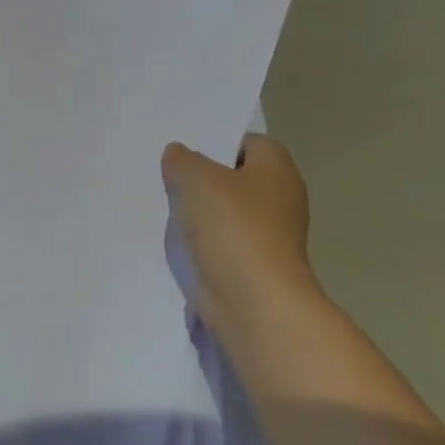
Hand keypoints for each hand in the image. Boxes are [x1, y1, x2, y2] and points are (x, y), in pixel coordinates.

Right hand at [162, 135, 319, 339]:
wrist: (253, 303)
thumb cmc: (233, 227)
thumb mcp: (196, 177)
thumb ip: (182, 160)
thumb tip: (179, 155)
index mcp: (277, 171)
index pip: (250, 142)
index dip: (219, 141)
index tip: (187, 149)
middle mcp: (279, 201)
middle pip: (235, 178)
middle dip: (203, 177)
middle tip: (169, 174)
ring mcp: (267, 237)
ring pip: (225, 211)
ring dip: (198, 211)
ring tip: (165, 205)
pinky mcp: (251, 266)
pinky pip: (220, 242)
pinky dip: (200, 241)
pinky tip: (174, 238)